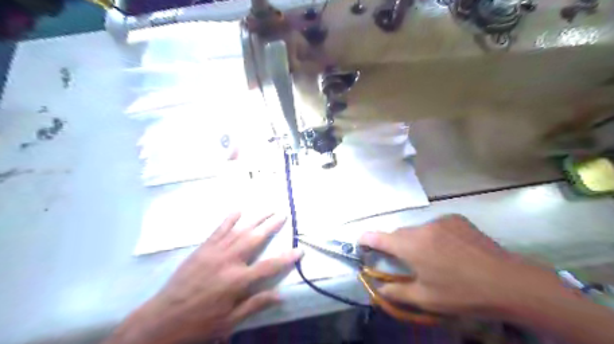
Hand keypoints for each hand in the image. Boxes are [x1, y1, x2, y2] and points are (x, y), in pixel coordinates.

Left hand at [109, 212, 303, 342]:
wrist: (162, 319)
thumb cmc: (199, 323)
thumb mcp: (229, 321)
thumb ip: (255, 304)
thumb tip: (280, 295)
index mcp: (237, 281)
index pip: (269, 266)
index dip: (286, 258)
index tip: (299, 250)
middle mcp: (229, 261)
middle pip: (255, 239)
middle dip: (271, 225)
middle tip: (283, 214)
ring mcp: (215, 252)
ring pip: (240, 230)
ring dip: (255, 219)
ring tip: (268, 209)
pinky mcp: (203, 249)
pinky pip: (219, 230)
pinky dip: (229, 219)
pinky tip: (238, 210)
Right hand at [358, 215, 567, 318]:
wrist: (510, 282)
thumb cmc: (463, 293)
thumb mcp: (427, 298)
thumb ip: (397, 291)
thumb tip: (378, 287)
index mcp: (411, 246)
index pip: (379, 237)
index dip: (366, 239)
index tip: (361, 242)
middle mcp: (422, 227)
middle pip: (399, 234)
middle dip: (396, 245)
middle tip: (405, 262)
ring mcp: (440, 220)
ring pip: (418, 230)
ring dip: (417, 242)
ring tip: (434, 259)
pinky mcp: (456, 219)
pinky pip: (436, 226)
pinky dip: (435, 236)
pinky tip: (451, 250)